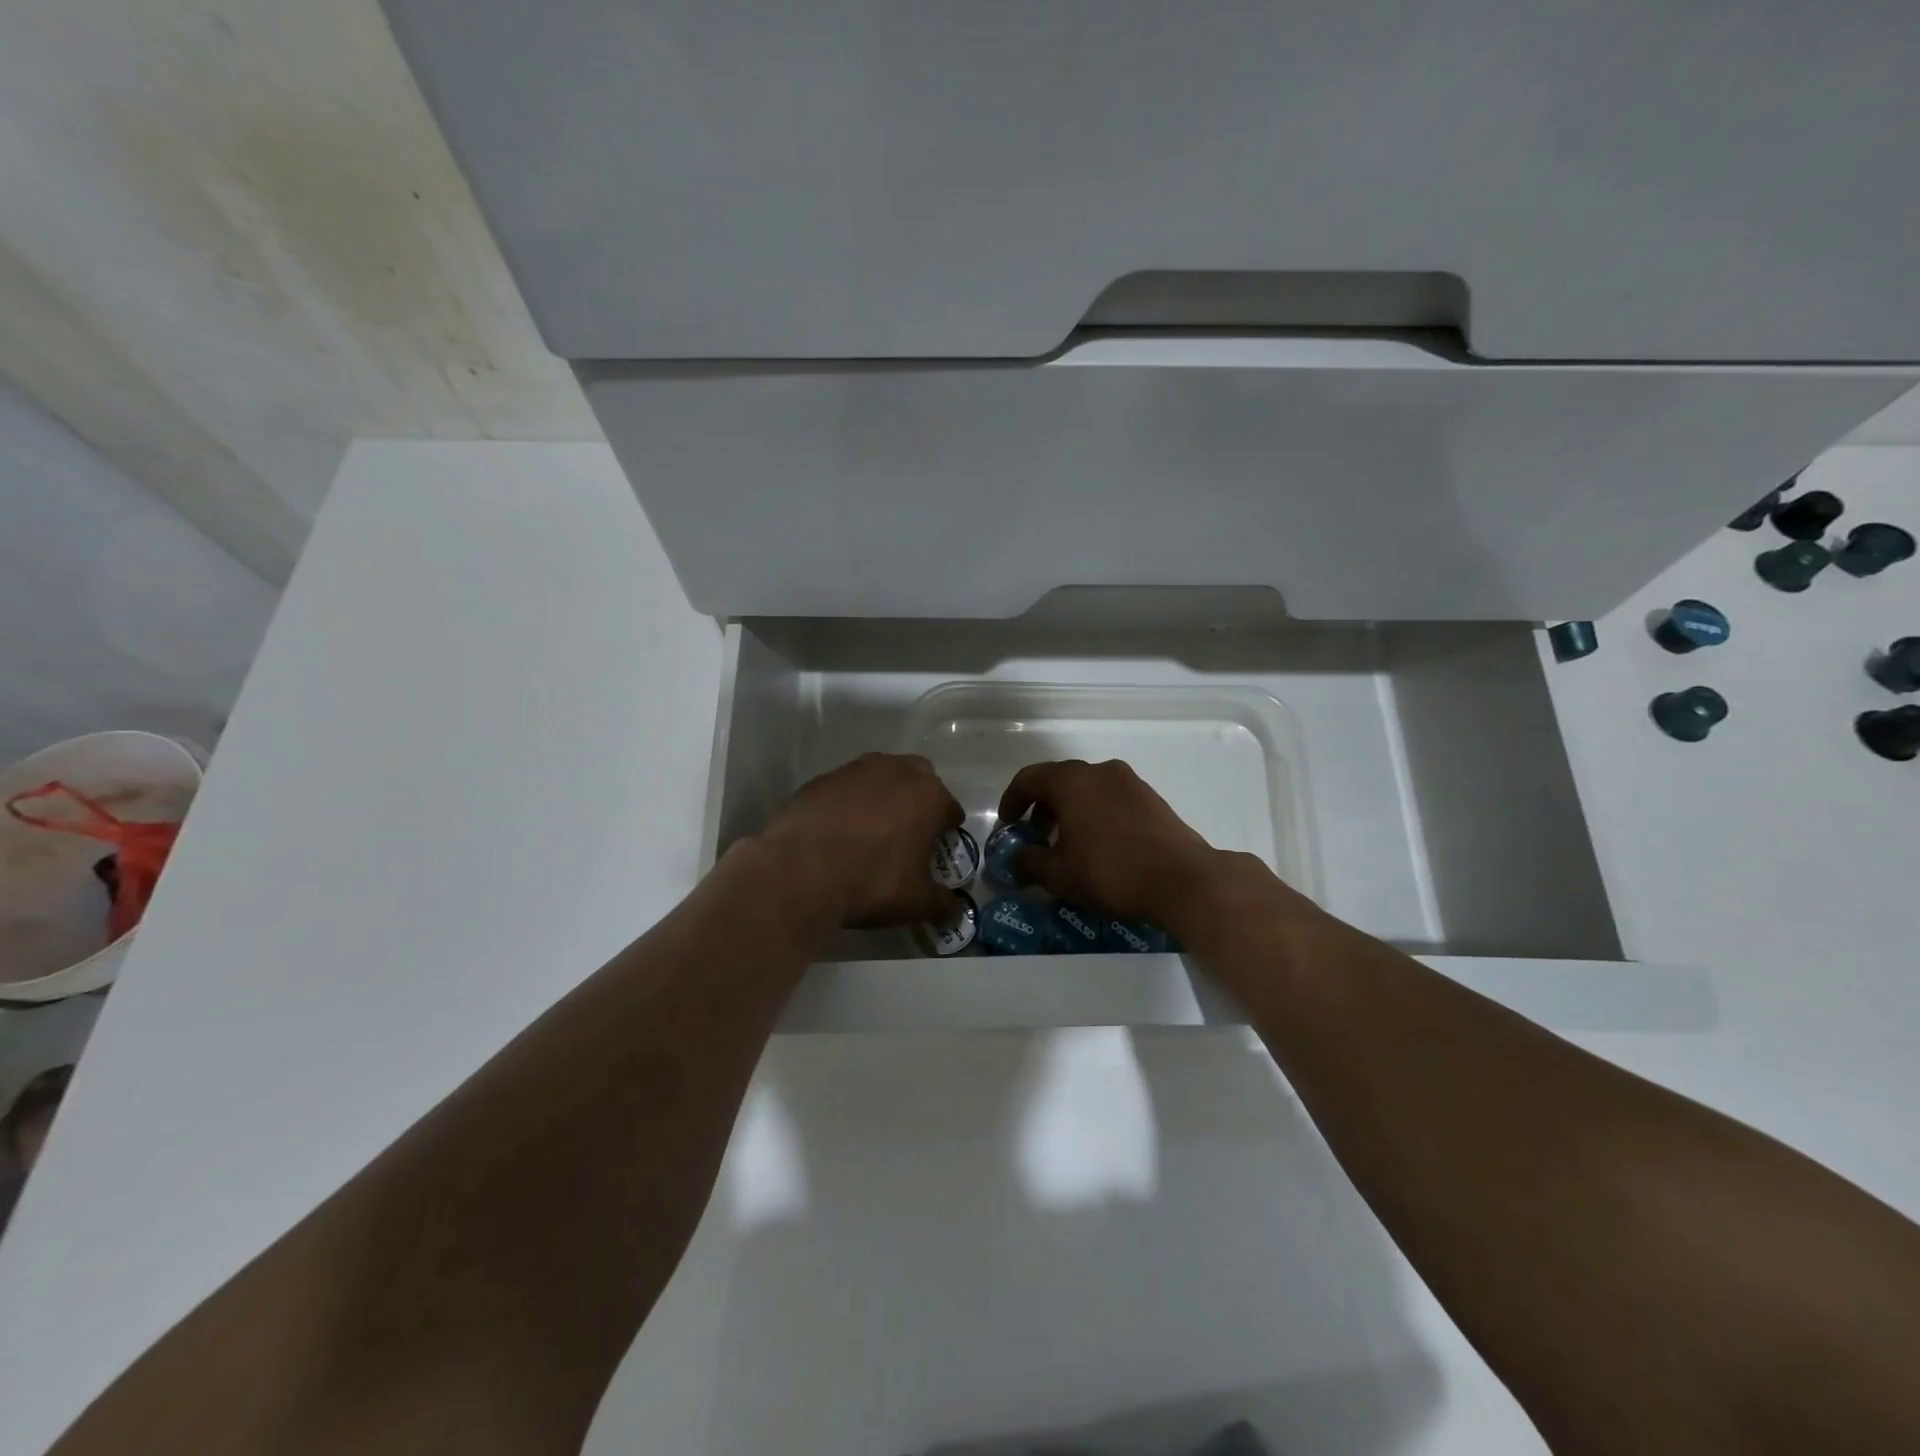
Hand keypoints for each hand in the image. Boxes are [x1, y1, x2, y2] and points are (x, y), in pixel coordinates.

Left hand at [759, 753, 962, 928]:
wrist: (798, 871)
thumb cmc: (871, 881)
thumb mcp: (916, 902)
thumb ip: (942, 904)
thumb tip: (956, 913)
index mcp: (928, 796)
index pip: (950, 810)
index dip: (946, 832)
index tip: (936, 852)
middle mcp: (895, 771)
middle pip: (918, 780)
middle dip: (917, 802)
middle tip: (907, 834)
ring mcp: (855, 770)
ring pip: (880, 777)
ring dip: (882, 797)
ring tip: (870, 831)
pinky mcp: (821, 779)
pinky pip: (845, 788)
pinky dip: (848, 803)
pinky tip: (837, 831)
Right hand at [998, 759, 1223, 927]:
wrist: (1182, 880)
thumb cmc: (1110, 872)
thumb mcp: (1059, 874)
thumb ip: (1029, 862)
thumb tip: (1016, 859)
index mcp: (1071, 781)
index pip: (1029, 778)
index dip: (1012, 800)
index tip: (1007, 824)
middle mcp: (1100, 771)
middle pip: (1059, 780)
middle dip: (1042, 806)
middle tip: (1035, 835)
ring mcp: (1130, 782)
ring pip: (1088, 789)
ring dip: (1070, 810)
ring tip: (1067, 843)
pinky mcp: (1152, 798)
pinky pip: (1111, 799)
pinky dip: (1096, 813)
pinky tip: (1099, 845)